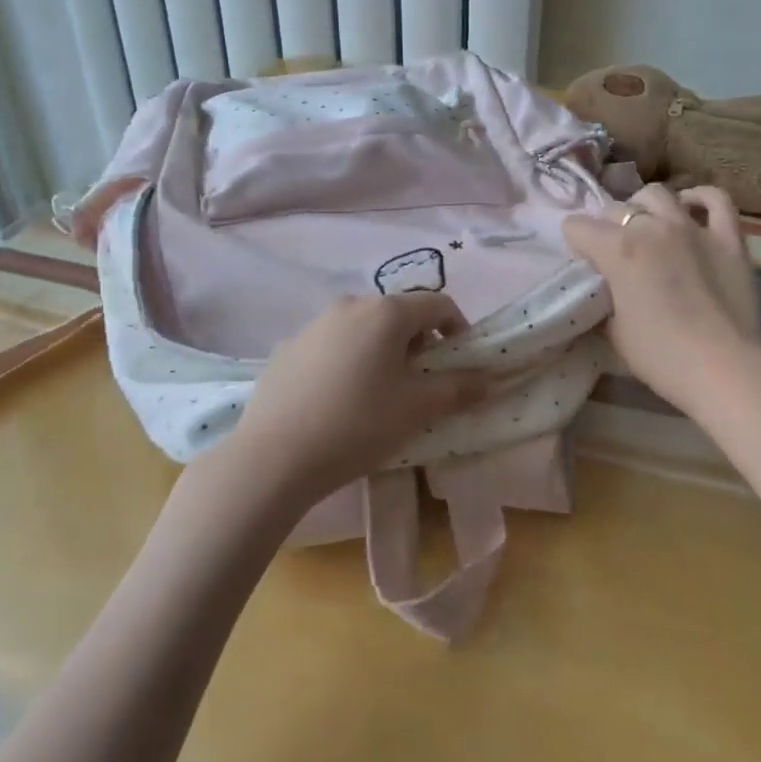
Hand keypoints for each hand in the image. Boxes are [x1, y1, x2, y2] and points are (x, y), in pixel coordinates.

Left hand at [221, 293, 489, 506]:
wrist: (273, 457)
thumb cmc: (358, 425)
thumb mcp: (417, 409)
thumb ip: (458, 387)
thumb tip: (487, 377)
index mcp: (386, 312)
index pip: (438, 304)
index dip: (458, 329)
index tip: (459, 364)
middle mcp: (350, 305)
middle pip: (399, 314)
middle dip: (419, 343)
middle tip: (421, 384)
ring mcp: (314, 324)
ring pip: (364, 329)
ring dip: (382, 352)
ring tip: (379, 395)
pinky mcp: (288, 347)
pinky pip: (332, 345)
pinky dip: (348, 361)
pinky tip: (339, 401)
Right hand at [563, 184, 760, 415]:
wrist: (725, 370)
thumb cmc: (661, 356)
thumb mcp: (613, 330)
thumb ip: (604, 297)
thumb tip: (606, 289)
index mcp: (618, 249)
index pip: (577, 227)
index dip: (575, 243)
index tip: (582, 262)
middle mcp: (652, 227)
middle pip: (616, 209)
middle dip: (607, 227)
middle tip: (613, 253)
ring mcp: (693, 227)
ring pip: (658, 194)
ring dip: (644, 207)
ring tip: (647, 227)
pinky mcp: (729, 238)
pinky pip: (716, 200)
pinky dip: (699, 199)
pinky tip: (690, 208)